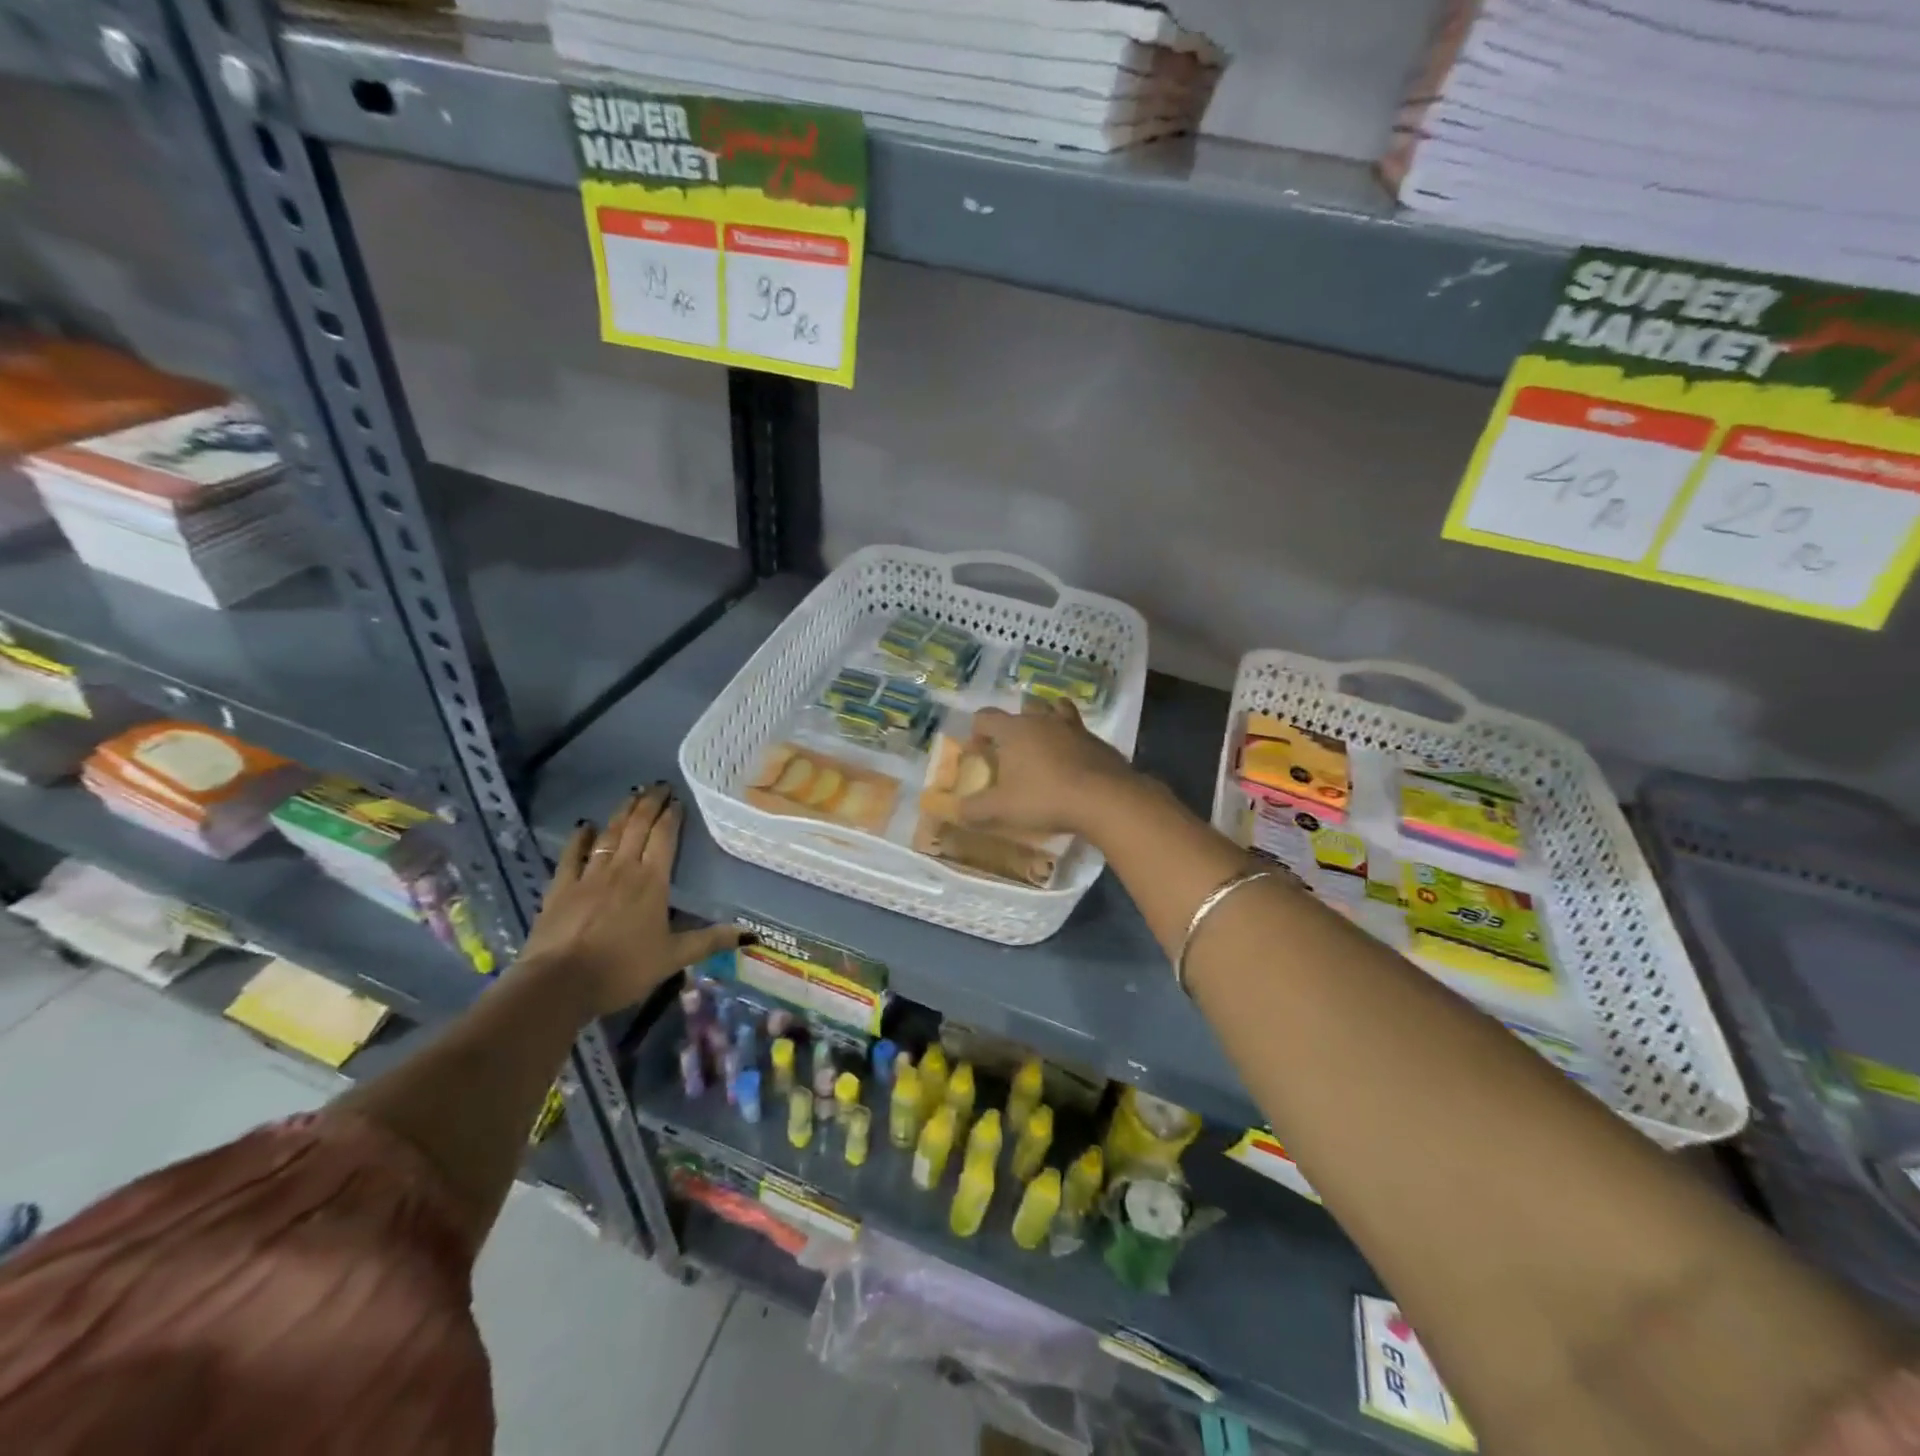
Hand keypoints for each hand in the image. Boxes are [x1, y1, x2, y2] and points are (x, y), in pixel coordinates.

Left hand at [519, 785, 743, 1016]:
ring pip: (609, 835)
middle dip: (649, 804)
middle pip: (637, 827)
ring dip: (622, 813)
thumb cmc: (623, 969)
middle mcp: (622, 869)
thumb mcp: (673, 958)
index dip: (672, 816)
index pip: (664, 838)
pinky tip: (585, 826)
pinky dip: (579, 838)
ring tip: (632, 795)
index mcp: (652, 881)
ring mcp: (588, 876)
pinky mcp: (561, 888)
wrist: (560, 983)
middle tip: (658, 786)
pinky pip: (571, 855)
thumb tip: (751, 934)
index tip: (678, 798)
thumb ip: (710, 941)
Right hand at [957, 697, 1139, 838]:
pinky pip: (1079, 732)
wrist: (1104, 799)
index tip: (978, 752)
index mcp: (1014, 730)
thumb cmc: (1045, 798)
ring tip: (1044, 745)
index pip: (985, 717)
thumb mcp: (1002, 809)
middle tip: (1013, 750)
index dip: (977, 732)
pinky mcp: (1097, 741)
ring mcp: (1074, 727)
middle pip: (1024, 707)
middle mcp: (1043, 720)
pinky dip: (1072, 741)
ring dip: (1047, 721)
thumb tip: (956, 810)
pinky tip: (1073, 763)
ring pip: (1056, 710)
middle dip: (1015, 724)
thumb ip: (975, 809)